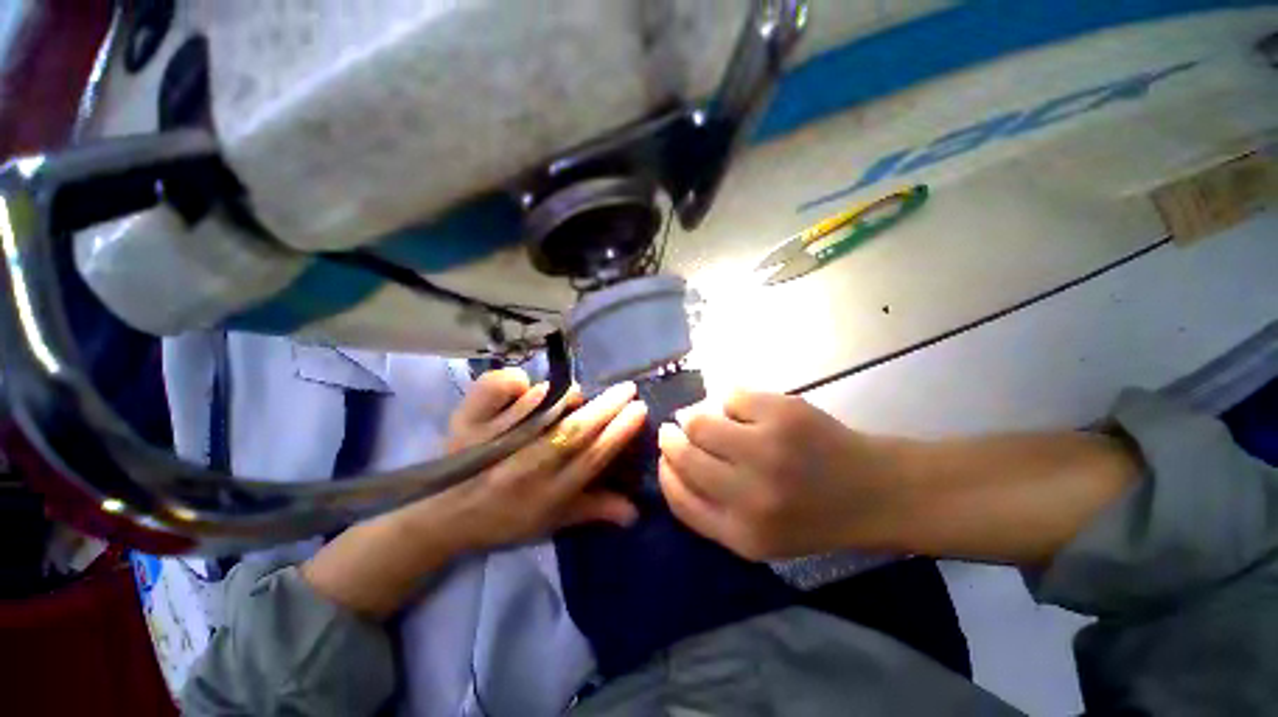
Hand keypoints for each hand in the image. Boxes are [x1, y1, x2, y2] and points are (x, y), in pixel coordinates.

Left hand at [431, 371, 646, 550]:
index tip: (639, 409)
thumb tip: (635, 510)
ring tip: (580, 394)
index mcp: (547, 493)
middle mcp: (525, 465)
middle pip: (574, 430)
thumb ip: (593, 510)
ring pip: (541, 405)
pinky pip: (498, 388)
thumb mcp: (550, 522)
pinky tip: (525, 386)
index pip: (592, 457)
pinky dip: (515, 382)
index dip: (619, 432)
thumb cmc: (503, 519)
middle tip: (628, 388)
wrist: (441, 514)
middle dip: (608, 406)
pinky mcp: (469, 420)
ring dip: (566, 395)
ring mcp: (495, 439)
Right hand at [657, 391, 905, 560]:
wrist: (876, 492)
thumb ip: (710, 509)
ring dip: (695, 416)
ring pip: (700, 420)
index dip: (665, 472)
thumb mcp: (758, 537)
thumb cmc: (813, 517)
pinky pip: (730, 396)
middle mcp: (751, 493)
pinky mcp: (783, 413)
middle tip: (674, 429)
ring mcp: (767, 448)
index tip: (665, 457)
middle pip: (683, 454)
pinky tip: (743, 411)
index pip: (678, 497)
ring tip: (707, 418)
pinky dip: (729, 402)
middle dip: (671, 438)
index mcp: (742, 533)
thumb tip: (670, 459)